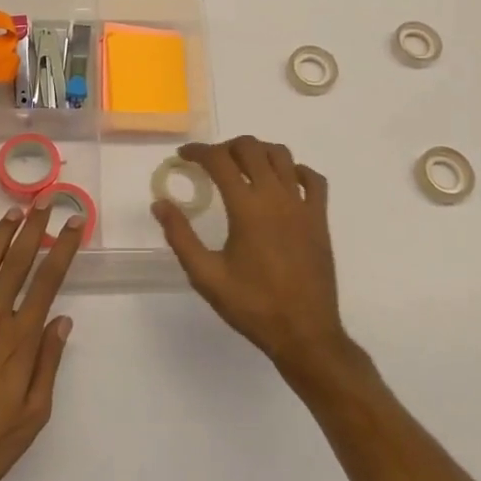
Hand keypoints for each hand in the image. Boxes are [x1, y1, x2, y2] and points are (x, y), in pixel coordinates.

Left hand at [0, 204, 80, 480]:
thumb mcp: (34, 415)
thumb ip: (48, 364)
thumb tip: (63, 320)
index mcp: (21, 340)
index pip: (48, 282)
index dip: (63, 249)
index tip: (75, 223)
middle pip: (17, 264)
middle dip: (34, 230)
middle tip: (45, 202)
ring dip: (0, 236)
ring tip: (14, 211)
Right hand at [152, 136, 349, 374]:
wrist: (305, 333)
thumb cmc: (253, 306)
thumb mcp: (206, 276)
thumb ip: (180, 236)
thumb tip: (160, 204)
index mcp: (247, 208)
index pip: (219, 160)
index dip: (198, 151)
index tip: (184, 156)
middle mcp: (276, 196)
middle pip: (250, 148)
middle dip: (226, 147)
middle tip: (211, 163)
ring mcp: (302, 205)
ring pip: (281, 155)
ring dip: (258, 152)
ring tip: (242, 167)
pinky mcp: (320, 218)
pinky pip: (313, 179)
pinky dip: (295, 170)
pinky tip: (282, 182)